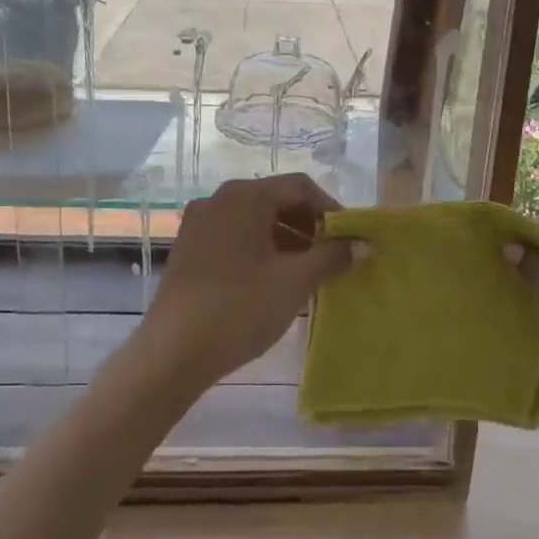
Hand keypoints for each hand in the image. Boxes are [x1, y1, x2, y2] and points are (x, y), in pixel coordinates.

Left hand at [144, 174, 353, 390]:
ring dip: (287, 240)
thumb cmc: (240, 307)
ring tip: (308, 273)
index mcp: (245, 196)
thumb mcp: (295, 281)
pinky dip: (261, 251)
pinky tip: (274, 282)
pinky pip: (235, 238)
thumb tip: (364, 245)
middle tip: (332, 256)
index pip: (300, 187)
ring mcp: (199, 225)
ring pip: (255, 221)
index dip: (331, 210)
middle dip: (309, 226)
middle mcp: (219, 200)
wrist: (173, 352)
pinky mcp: (188, 250)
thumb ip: (333, 256)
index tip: (349, 239)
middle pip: (276, 200)